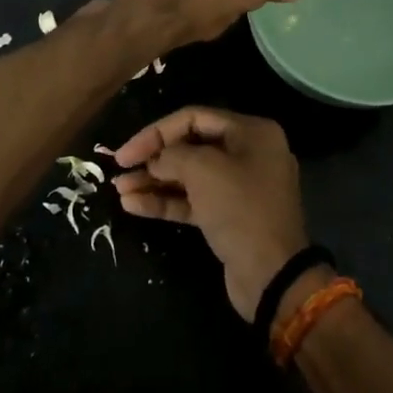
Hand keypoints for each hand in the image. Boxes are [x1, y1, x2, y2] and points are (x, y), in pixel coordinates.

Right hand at [113, 107, 307, 320]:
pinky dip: (166, 201)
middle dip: (154, 158)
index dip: (156, 132)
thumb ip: (172, 155)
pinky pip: (193, 201)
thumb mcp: (203, 171)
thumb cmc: (240, 209)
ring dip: (154, 181)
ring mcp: (239, 187)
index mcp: (251, 132)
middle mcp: (248, 154)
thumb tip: (156, 160)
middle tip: (120, 171)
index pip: (194, 118)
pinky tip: (133, 205)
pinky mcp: (229, 216)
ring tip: (120, 189)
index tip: (126, 152)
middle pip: (191, 146)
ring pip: (189, 176)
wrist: (272, 274)